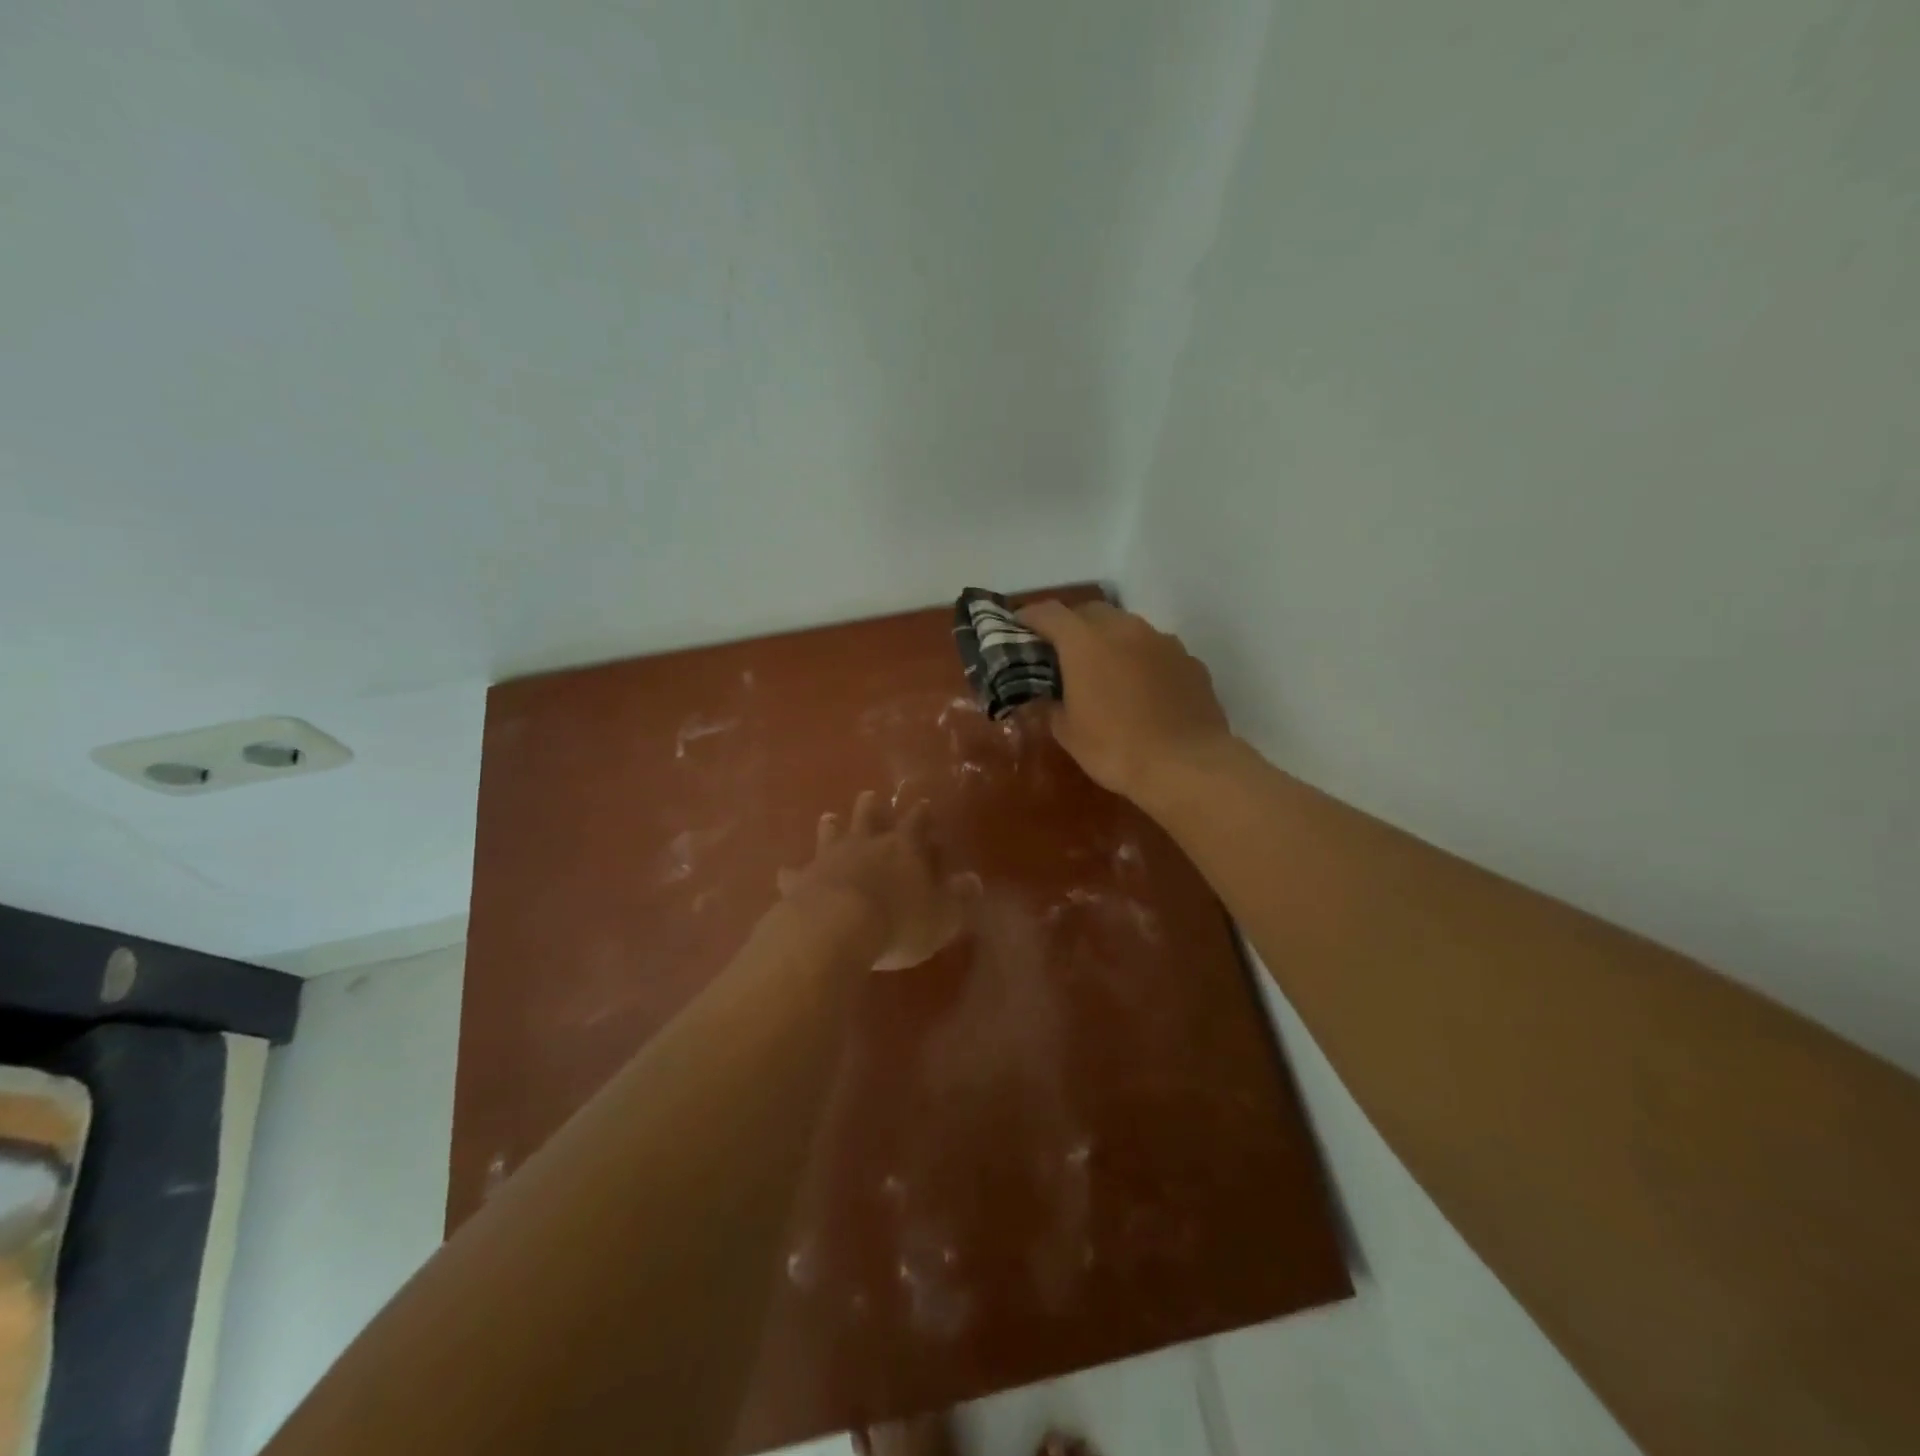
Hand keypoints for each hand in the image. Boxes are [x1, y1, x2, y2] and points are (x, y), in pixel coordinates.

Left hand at [777, 792, 977, 970]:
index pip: (916, 824)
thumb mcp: (941, 916)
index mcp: (904, 848)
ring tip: (829, 817)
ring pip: (831, 834)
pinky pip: (795, 873)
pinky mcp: (801, 880)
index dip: (921, 815)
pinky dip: (793, 873)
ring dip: (832, 827)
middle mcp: (866, 844)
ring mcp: (830, 859)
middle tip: (869, 796)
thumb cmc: (899, 923)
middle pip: (869, 817)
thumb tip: (973, 880)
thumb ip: (957, 898)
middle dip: (872, 807)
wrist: (836, 928)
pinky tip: (785, 873)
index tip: (923, 803)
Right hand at [1018, 599, 1234, 804]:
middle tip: (1062, 652)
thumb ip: (1050, 706)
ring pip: (1127, 627)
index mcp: (1085, 642)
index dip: (1030, 617)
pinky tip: (1142, 689)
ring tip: (1104, 671)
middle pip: (1090, 611)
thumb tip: (1045, 698)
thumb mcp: (1068, 733)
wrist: (1187, 765)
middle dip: (1072, 625)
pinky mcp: (1189, 660)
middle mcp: (1124, 629)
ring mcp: (1162, 641)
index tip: (1020, 628)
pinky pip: (1156, 650)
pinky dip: (1141, 660)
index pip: (1048, 613)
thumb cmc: (1115, 748)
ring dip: (1110, 640)